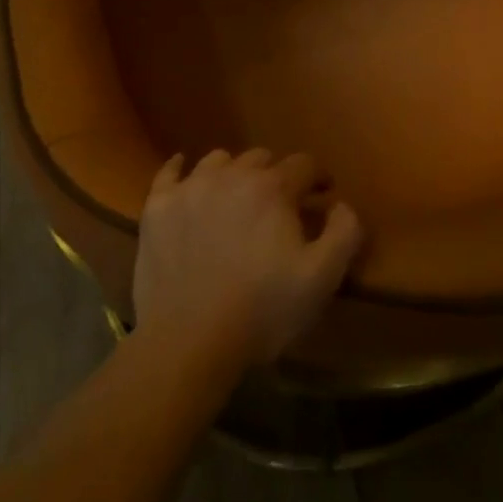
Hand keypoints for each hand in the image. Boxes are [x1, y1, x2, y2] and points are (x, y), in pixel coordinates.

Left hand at [135, 149, 363, 368]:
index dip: (317, 179)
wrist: (187, 344)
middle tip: (279, 206)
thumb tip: (342, 203)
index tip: (322, 198)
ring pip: (219, 160)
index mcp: (273, 187)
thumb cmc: (260, 312)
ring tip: (235, 198)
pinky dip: (180, 169)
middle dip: (276, 176)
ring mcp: (191, 187)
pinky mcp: (158, 206)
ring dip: (233, 172)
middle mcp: (232, 173)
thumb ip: (344, 234)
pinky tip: (184, 175)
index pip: (304, 164)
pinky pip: (170, 172)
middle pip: (261, 158)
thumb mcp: (320, 280)